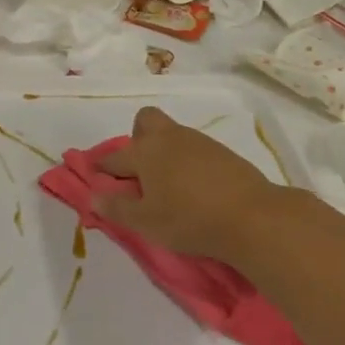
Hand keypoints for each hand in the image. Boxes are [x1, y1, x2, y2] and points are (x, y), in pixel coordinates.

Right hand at [95, 107, 298, 270]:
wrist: (252, 217)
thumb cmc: (189, 219)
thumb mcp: (146, 222)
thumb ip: (117, 208)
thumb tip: (93, 196)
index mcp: (145, 152)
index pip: (113, 156)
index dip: (101, 166)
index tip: (95, 174)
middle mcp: (169, 138)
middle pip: (145, 121)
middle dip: (137, 138)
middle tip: (139, 170)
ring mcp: (198, 141)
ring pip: (171, 134)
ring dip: (163, 151)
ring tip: (168, 184)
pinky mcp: (223, 152)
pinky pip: (194, 147)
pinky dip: (187, 160)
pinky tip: (194, 186)